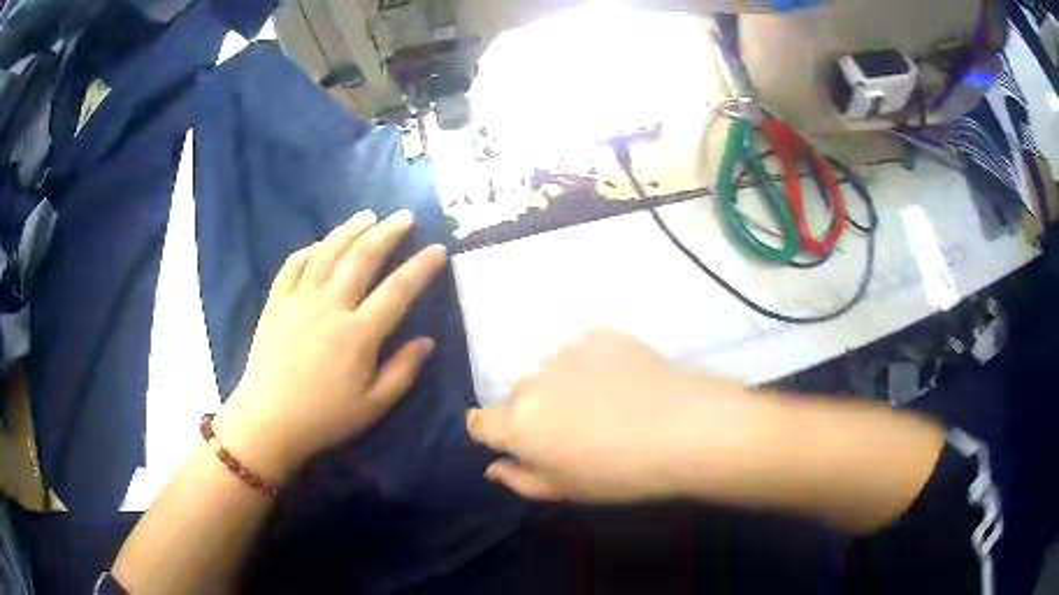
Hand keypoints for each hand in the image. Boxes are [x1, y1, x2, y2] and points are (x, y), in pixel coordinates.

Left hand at [215, 210, 446, 480]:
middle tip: (404, 216)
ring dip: (349, 230)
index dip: (421, 267)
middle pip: (362, 257)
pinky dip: (308, 250)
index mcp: (358, 334)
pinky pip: (292, 265)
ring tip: (367, 215)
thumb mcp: (373, 406)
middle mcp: (330, 306)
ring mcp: (299, 300)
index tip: (438, 249)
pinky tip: (319, 244)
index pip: (398, 290)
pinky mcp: (276, 302)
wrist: (268, 420)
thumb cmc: (324, 417)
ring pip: (327, 253)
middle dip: (387, 232)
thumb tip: (427, 341)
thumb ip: (402, 371)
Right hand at [466, 330, 759, 502]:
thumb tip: (494, 466)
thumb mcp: (566, 490)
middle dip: (534, 413)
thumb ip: (521, 478)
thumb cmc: (622, 473)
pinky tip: (621, 383)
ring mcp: (566, 352)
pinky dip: (590, 367)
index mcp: (518, 424)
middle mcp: (532, 382)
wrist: (686, 428)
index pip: (478, 422)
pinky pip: (580, 353)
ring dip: (562, 387)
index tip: (521, 443)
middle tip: (575, 431)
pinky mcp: (599, 335)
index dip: (494, 433)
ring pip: (549, 372)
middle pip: (517, 396)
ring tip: (604, 404)